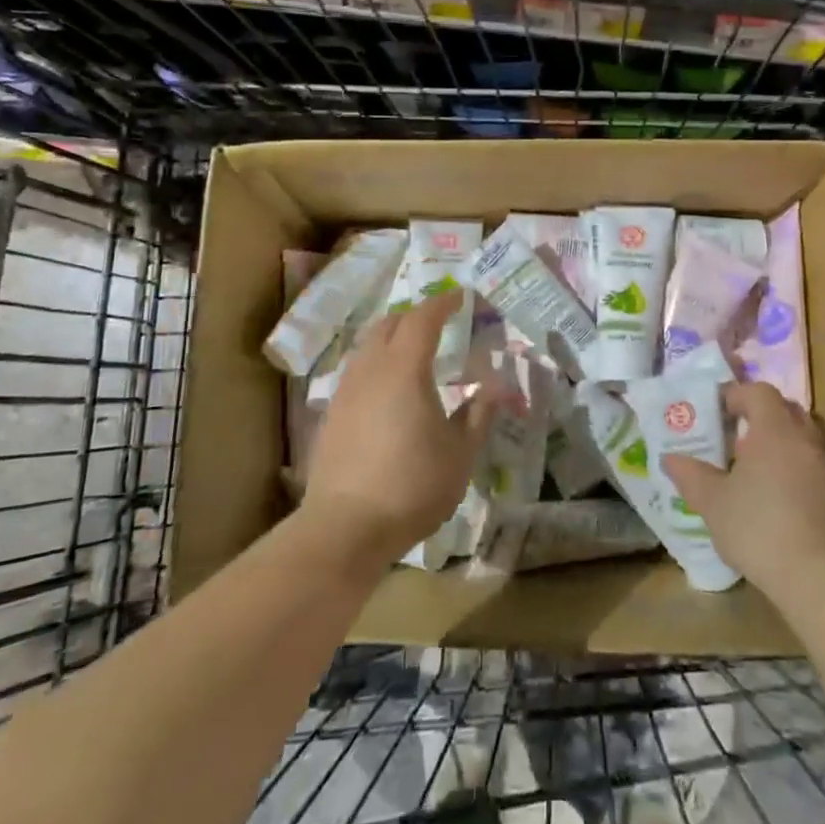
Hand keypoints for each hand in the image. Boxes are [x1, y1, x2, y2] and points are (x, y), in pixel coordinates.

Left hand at [302, 289, 497, 569]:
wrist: (345, 527)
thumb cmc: (412, 486)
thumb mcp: (460, 453)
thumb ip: (478, 414)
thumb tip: (492, 386)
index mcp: (405, 369)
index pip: (423, 319)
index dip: (442, 303)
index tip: (459, 296)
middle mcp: (371, 370)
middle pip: (389, 324)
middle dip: (415, 315)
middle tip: (438, 321)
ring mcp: (346, 391)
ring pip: (368, 346)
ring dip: (391, 337)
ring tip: (413, 351)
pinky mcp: (332, 414)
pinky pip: (357, 370)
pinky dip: (376, 363)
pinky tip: (387, 388)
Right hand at [661, 381, 824, 597]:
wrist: (821, 579)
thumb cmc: (759, 529)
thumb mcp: (713, 503)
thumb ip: (691, 476)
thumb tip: (670, 458)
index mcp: (775, 431)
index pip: (759, 392)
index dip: (737, 395)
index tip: (717, 412)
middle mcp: (807, 440)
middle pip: (786, 410)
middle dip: (761, 417)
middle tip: (736, 439)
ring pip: (805, 440)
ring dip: (782, 446)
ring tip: (757, 472)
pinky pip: (817, 469)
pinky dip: (799, 473)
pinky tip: (783, 503)